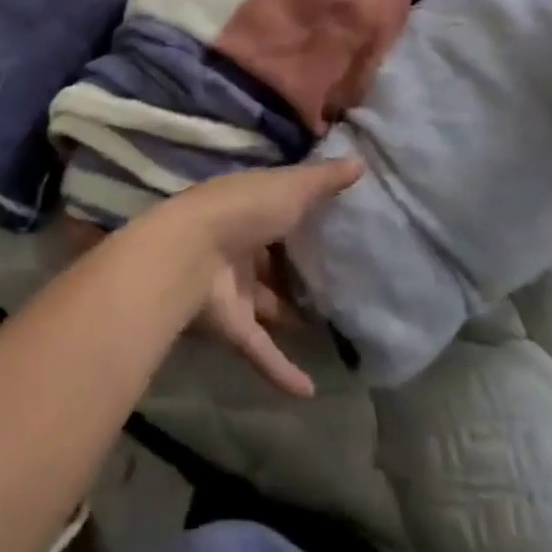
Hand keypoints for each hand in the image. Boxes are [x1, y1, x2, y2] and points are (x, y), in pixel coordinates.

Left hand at [147, 160, 362, 398]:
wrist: (192, 256)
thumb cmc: (244, 210)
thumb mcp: (291, 187)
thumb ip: (324, 180)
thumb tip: (359, 161)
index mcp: (252, 206)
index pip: (281, 208)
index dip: (306, 214)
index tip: (341, 225)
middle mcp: (242, 244)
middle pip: (275, 258)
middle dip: (300, 269)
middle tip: (345, 282)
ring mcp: (235, 287)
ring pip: (269, 303)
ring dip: (293, 316)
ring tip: (336, 330)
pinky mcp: (233, 326)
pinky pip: (261, 350)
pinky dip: (282, 370)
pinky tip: (311, 391)